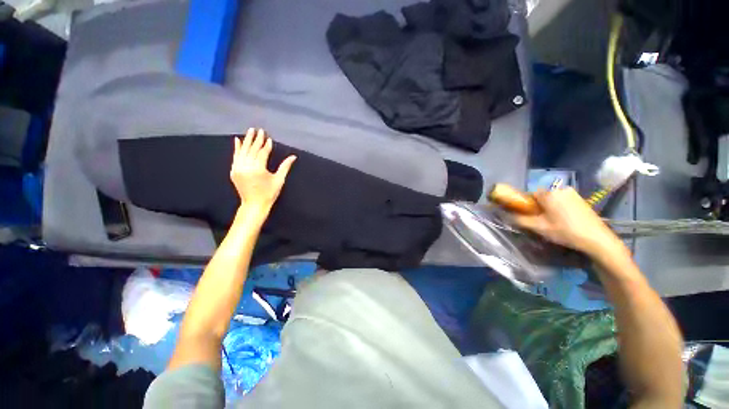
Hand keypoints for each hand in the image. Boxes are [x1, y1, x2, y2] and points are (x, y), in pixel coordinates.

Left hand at [230, 128, 295, 215]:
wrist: (254, 205)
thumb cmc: (269, 193)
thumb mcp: (279, 180)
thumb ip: (285, 166)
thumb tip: (293, 156)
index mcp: (258, 169)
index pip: (262, 153)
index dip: (266, 145)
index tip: (269, 137)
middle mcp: (246, 166)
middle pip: (252, 150)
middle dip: (256, 139)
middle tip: (259, 130)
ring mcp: (238, 168)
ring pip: (242, 151)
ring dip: (246, 141)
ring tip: (250, 131)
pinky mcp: (233, 171)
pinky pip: (235, 157)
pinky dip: (236, 148)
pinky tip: (237, 140)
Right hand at [513, 187, 623, 258]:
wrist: (597, 239)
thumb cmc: (565, 231)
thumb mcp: (538, 227)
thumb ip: (519, 219)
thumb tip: (504, 215)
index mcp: (549, 193)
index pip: (529, 194)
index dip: (525, 204)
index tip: (528, 215)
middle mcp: (560, 189)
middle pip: (541, 196)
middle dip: (538, 206)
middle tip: (540, 221)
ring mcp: (573, 193)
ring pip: (552, 199)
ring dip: (549, 208)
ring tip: (553, 222)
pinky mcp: (581, 199)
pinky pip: (563, 201)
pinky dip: (559, 208)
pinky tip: (564, 221)